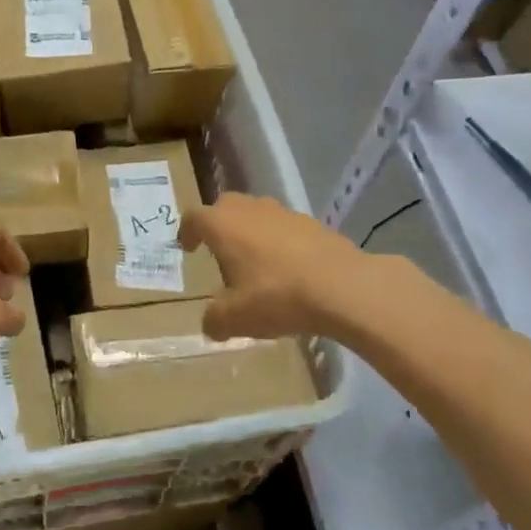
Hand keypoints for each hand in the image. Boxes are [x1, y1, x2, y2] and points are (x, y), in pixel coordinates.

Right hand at [179, 193, 364, 339]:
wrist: (343, 287)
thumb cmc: (276, 296)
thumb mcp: (234, 318)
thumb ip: (214, 320)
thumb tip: (211, 324)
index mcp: (223, 225)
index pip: (194, 217)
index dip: (187, 232)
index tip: (188, 248)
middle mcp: (251, 209)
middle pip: (226, 206)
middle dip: (218, 225)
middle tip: (218, 250)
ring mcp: (285, 213)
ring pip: (258, 214)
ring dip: (250, 232)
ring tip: (255, 262)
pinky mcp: (314, 224)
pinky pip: (286, 228)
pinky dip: (280, 242)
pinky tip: (288, 270)